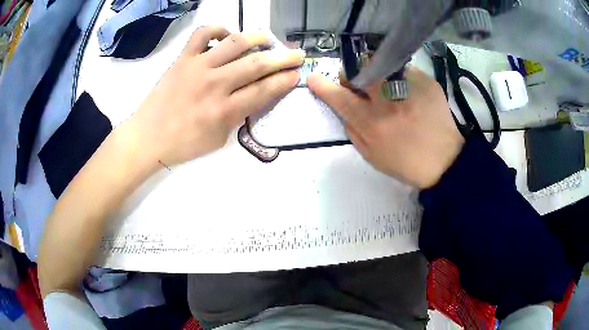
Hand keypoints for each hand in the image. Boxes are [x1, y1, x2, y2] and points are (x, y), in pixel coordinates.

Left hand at [129, 26, 303, 167]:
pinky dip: (218, 28)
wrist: (147, 137)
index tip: (297, 74)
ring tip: (268, 39)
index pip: (264, 90)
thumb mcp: (218, 139)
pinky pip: (202, 34)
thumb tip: (252, 95)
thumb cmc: (183, 144)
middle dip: (283, 58)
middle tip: (297, 54)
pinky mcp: (183, 58)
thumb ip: (238, 117)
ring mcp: (198, 67)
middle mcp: (214, 84)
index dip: (284, 80)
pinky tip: (227, 34)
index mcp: (224, 111)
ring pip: (235, 42)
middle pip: (257, 64)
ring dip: (258, 37)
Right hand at [308, 66, 463, 188]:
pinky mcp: (426, 80)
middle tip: (359, 85)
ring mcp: (409, 87)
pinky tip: (407, 92)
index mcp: (373, 123)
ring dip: (374, 71)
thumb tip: (342, 106)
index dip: (323, 86)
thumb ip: (352, 129)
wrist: (445, 160)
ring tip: (385, 86)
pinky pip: (402, 69)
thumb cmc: (405, 162)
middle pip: (359, 69)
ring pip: (380, 63)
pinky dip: (397, 77)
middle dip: (351, 74)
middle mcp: (389, 100)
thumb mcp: (371, 155)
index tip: (313, 78)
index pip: (340, 97)